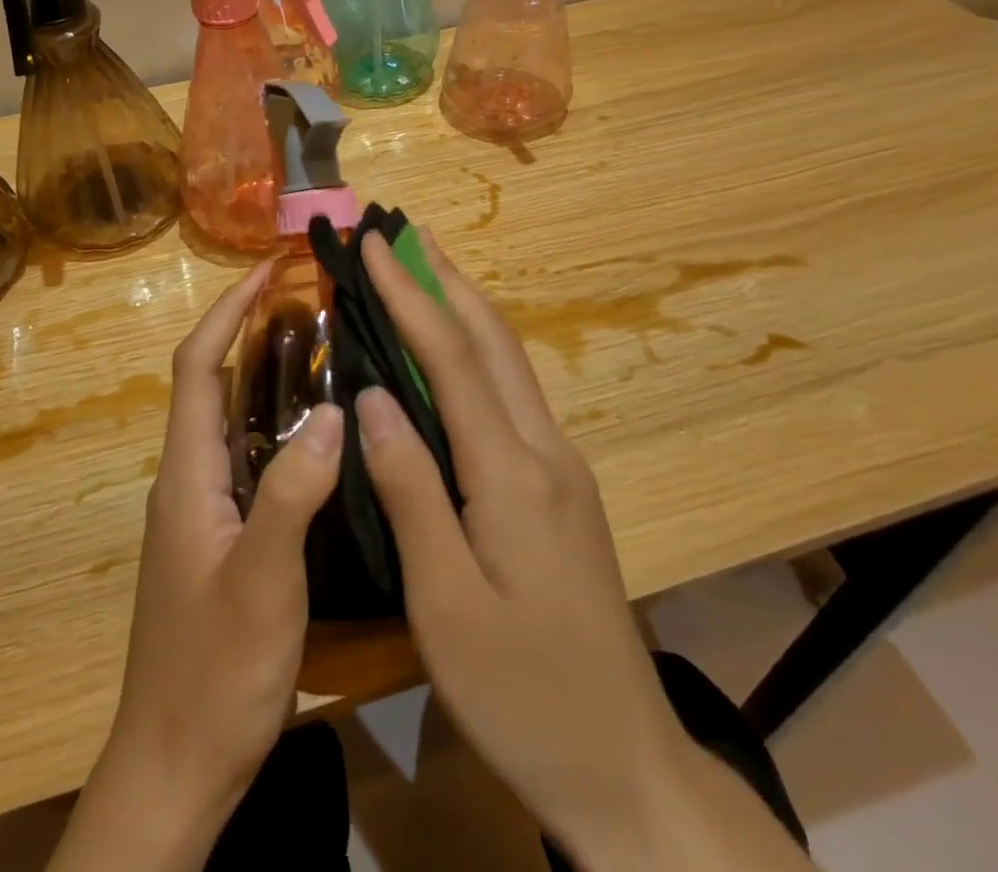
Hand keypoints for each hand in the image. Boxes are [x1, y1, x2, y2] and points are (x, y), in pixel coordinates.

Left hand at [48, 262, 343, 871]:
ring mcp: (204, 510)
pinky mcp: (222, 537)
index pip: (197, 367)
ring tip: (323, 347)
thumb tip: (333, 409)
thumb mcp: (264, 581)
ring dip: (267, 375)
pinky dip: (278, 425)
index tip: (268, 269)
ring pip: (233, 420)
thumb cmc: (215, 673)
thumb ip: (294, 493)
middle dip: (250, 330)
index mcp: (187, 475)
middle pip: (212, 383)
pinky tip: (321, 433)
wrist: (175, 769)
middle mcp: (189, 480)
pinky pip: (249, 458)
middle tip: (309, 299)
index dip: (228, 311)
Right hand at [355, 231, 807, 870]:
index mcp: (513, 473)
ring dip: (465, 308)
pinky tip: (453, 356)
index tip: (374, 245)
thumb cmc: (522, 693)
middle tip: (404, 233)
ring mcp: (561, 467)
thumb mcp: (446, 603)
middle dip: (445, 279)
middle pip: (493, 341)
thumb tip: (372, 397)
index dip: (410, 295)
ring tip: (424, 270)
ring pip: (509, 363)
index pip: (452, 358)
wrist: (624, 765)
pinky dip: (476, 352)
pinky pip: (512, 396)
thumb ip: (410, 490)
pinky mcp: (563, 489)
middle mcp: (544, 451)